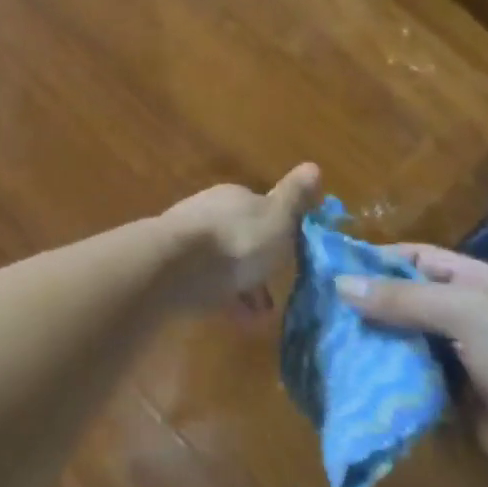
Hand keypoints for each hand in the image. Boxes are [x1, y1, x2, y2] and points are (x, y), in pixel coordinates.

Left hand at [159, 164, 322, 314]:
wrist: (175, 267)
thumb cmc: (236, 241)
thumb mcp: (277, 218)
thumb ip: (294, 197)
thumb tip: (314, 166)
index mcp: (234, 196)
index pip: (261, 208)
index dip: (280, 233)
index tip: (295, 256)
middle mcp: (209, 211)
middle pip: (241, 238)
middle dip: (260, 265)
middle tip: (278, 294)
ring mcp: (189, 239)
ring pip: (224, 263)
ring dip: (244, 286)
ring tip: (260, 315)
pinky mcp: (174, 268)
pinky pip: (207, 283)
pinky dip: (224, 299)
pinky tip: (238, 320)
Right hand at [336, 248, 487, 486]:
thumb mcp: (468, 315)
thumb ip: (403, 299)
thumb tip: (340, 283)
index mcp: (478, 284)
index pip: (415, 258)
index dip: (373, 259)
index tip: (325, 268)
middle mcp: (470, 319)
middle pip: (406, 303)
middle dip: (364, 307)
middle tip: (311, 313)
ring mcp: (466, 365)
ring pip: (406, 348)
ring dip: (372, 350)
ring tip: (321, 349)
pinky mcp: (462, 409)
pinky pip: (416, 389)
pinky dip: (389, 388)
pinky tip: (352, 388)